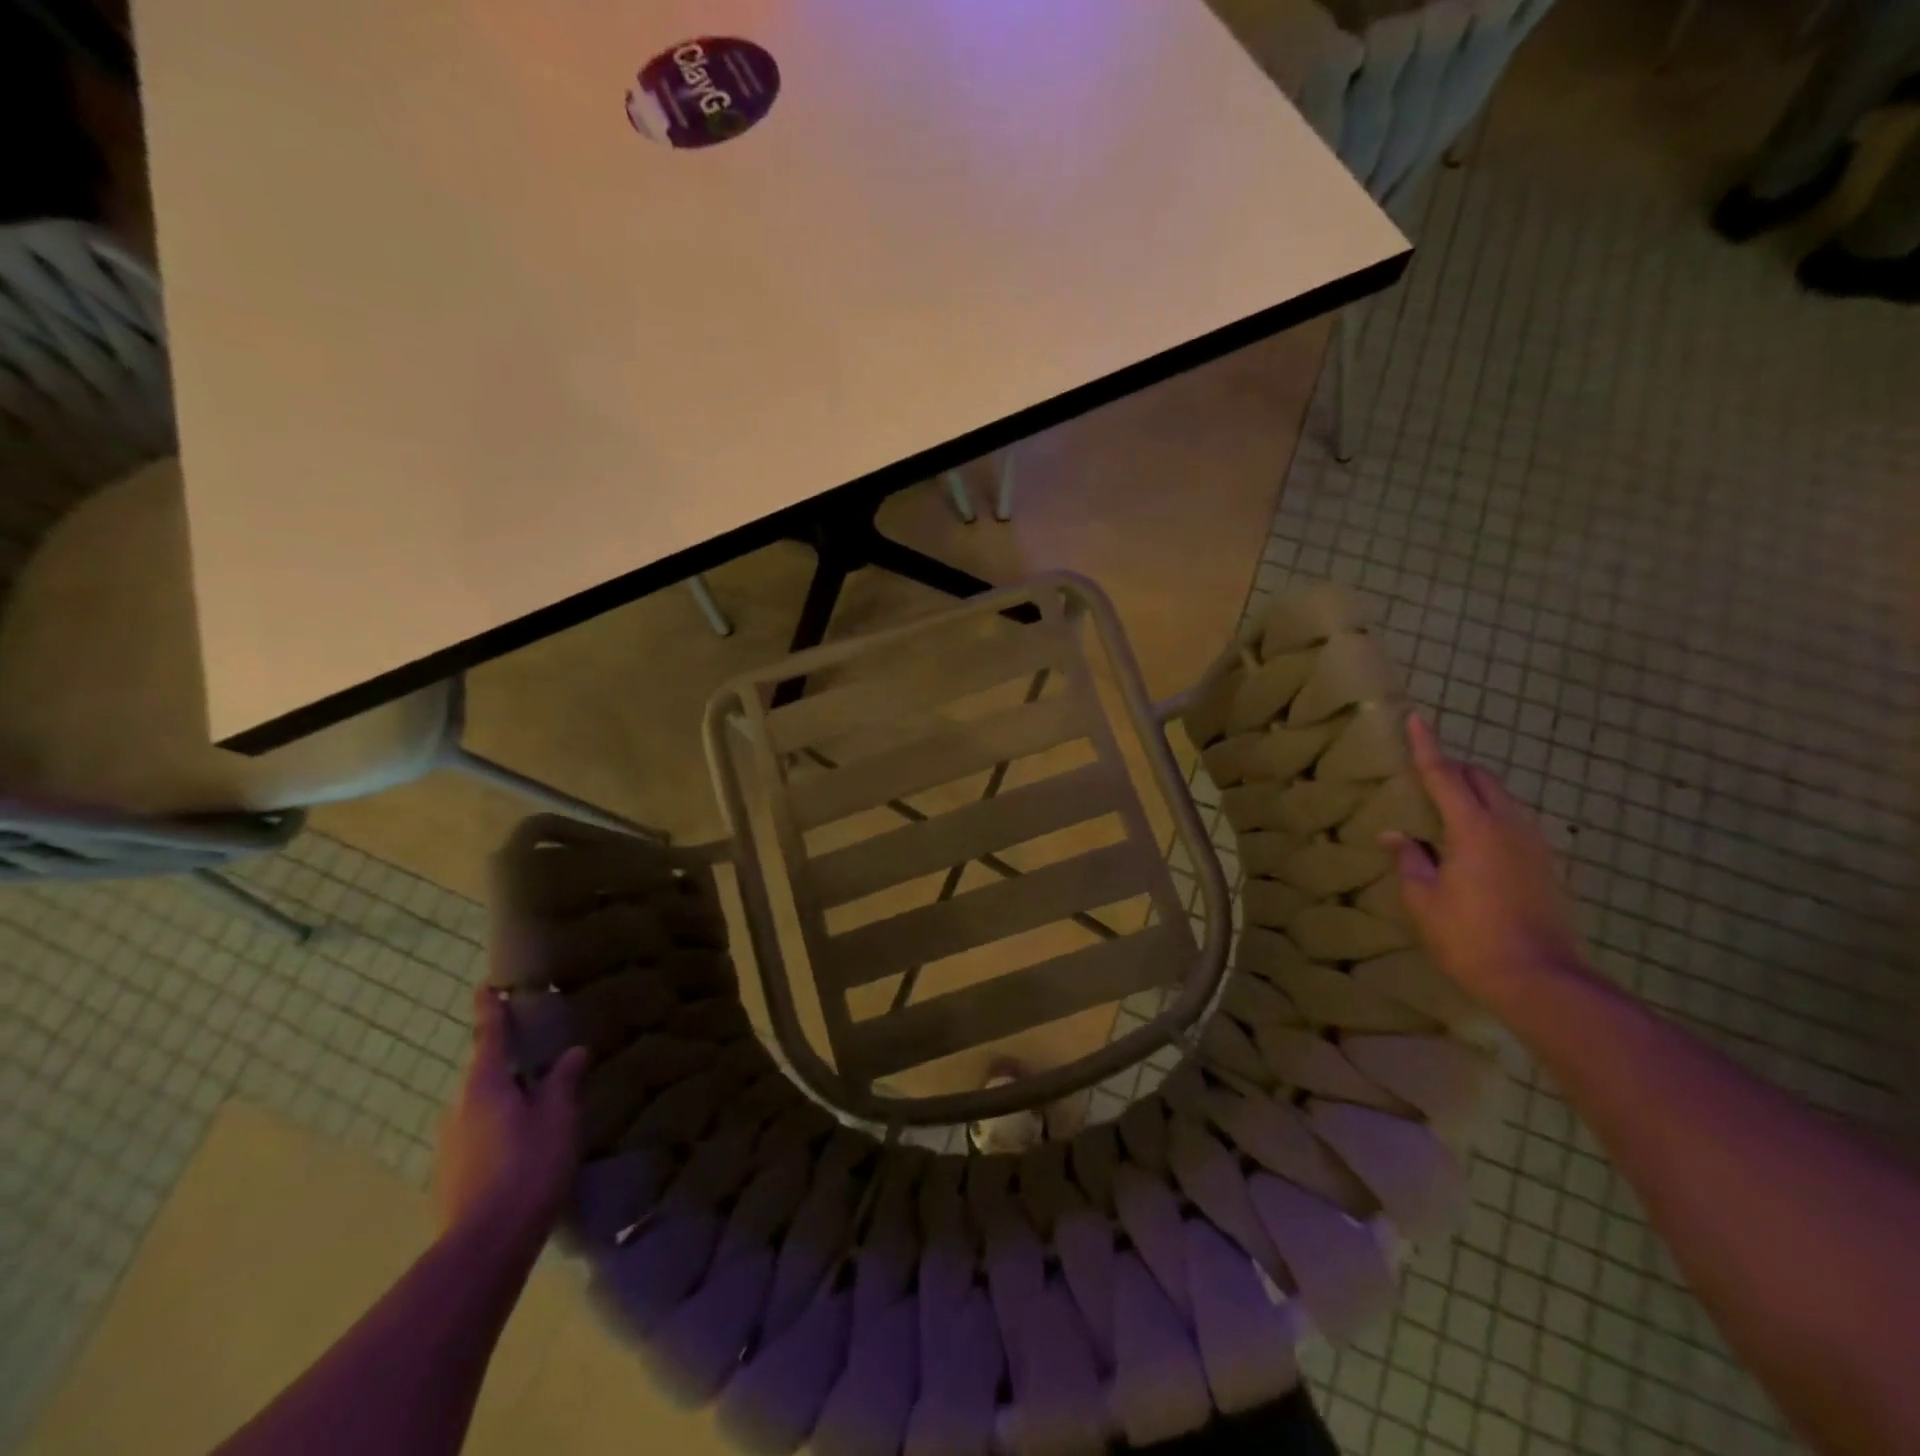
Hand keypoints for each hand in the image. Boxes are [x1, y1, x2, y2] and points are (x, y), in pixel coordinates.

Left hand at [433, 988, 586, 1250]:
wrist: (484, 1246)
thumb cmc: (527, 1167)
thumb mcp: (558, 1119)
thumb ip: (563, 1082)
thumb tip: (573, 1052)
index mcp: (485, 1086)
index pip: (488, 1036)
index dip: (489, 1010)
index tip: (486, 987)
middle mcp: (458, 1107)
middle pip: (483, 1073)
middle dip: (504, 1061)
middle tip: (534, 1053)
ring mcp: (449, 1143)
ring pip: (479, 1106)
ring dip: (503, 1098)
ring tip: (534, 1103)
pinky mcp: (449, 1174)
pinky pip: (477, 1134)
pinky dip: (497, 1127)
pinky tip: (520, 1144)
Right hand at [1385, 715, 1586, 1002]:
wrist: (1540, 979)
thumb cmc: (1468, 936)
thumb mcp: (1423, 898)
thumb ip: (1409, 859)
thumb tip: (1395, 835)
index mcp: (1473, 828)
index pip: (1444, 774)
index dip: (1427, 746)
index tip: (1416, 717)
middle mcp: (1509, 826)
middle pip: (1482, 779)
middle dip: (1454, 769)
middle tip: (1425, 777)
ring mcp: (1534, 845)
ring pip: (1503, 800)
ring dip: (1474, 794)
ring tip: (1446, 812)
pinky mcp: (1547, 867)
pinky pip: (1515, 824)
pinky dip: (1490, 818)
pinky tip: (1473, 845)